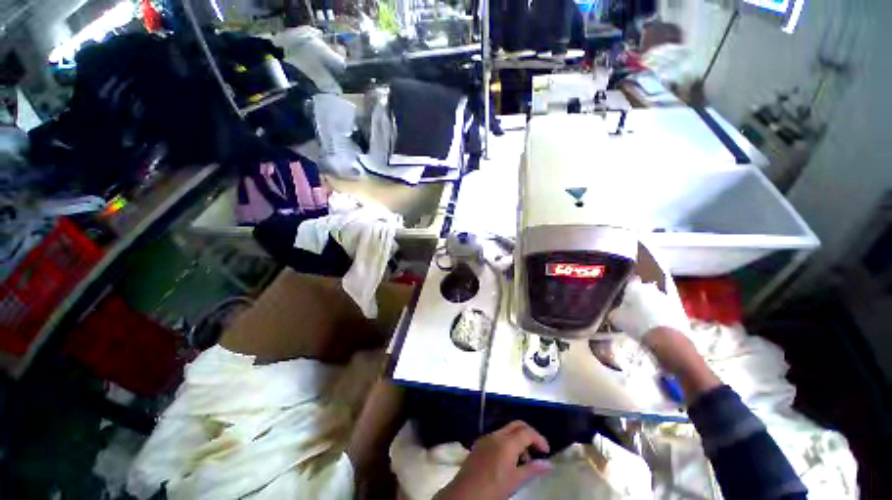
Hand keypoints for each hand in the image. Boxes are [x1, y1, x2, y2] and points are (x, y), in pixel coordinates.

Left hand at [435, 421, 552, 499]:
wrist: (465, 494)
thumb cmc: (493, 488)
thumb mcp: (515, 481)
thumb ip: (532, 469)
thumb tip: (548, 464)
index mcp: (506, 442)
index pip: (526, 431)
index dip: (539, 439)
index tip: (547, 452)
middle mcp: (496, 435)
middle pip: (516, 425)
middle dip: (529, 434)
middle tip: (537, 451)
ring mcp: (486, 438)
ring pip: (507, 430)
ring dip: (518, 440)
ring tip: (523, 461)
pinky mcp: (479, 444)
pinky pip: (497, 437)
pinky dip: (507, 443)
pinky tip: (508, 461)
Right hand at [609, 278, 689, 342]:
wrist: (667, 339)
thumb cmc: (637, 323)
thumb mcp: (617, 319)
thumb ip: (615, 312)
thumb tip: (616, 312)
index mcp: (636, 287)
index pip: (630, 282)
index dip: (626, 289)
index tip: (623, 297)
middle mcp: (652, 289)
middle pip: (644, 291)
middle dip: (639, 299)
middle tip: (632, 310)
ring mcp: (667, 299)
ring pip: (655, 301)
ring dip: (650, 307)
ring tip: (644, 321)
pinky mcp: (679, 311)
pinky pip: (665, 311)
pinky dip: (660, 316)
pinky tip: (655, 327)